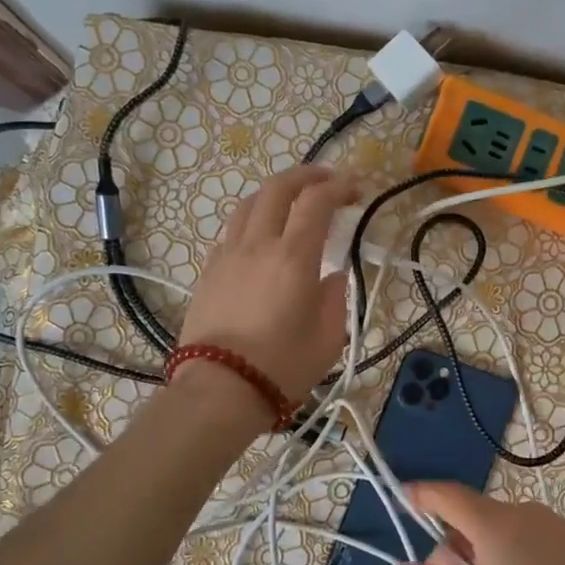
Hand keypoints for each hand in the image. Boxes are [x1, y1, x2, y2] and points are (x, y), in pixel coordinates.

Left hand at [178, 163, 356, 403]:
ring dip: (275, 193)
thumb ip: (336, 298)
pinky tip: (262, 238)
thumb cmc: (283, 367)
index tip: (356, 190)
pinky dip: (253, 221)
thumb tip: (332, 276)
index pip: (316, 202)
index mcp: (294, 257)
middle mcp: (258, 245)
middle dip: (306, 175)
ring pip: (249, 204)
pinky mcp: (209, 271)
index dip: (339, 187)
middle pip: (278, 188)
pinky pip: (232, 231)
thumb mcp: (329, 338)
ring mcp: (228, 255)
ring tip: (292, 201)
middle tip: (327, 180)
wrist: (220, 389)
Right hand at [386, 483, 564, 564]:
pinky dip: (507, 561)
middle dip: (450, 549)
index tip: (400, 502)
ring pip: (499, 532)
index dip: (419, 495)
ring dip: (479, 560)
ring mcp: (554, 526)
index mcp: (496, 526)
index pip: (446, 495)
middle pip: (471, 517)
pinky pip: (525, 540)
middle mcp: (524, 514)